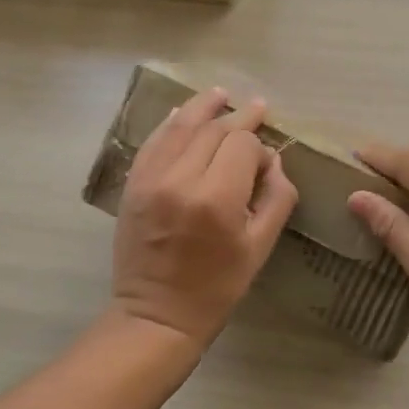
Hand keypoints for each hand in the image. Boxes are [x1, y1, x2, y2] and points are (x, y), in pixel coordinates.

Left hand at [110, 88, 298, 350]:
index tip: (267, 161)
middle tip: (256, 107)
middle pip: (212, 130)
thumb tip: (274, 162)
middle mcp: (180, 179)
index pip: (243, 146)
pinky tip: (182, 113)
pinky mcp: (133, 184)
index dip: (259, 147)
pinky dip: (170, 124)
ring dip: (202, 108)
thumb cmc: (216, 287)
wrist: (156, 314)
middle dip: (237, 118)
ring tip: (220, 94)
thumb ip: (276, 199)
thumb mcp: (259, 248)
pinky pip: (153, 142)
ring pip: (180, 127)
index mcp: (216, 199)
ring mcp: (151, 179)